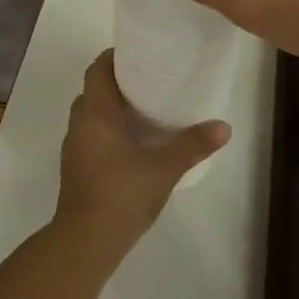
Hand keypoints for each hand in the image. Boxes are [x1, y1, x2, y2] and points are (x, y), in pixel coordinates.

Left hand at [55, 51, 228, 261]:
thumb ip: (192, 145)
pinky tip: (131, 144)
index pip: (98, 69)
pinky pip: (90, 137)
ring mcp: (74, 150)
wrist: (85, 244)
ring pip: (89, 115)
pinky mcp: (76, 171)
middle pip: (93, 90)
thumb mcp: (164, 168)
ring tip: (142, 110)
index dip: (114, 57)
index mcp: (96, 113)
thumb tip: (224, 126)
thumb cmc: (121, 195)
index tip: (139, 54)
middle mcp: (80, 125)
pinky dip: (106, 131)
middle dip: (116, 82)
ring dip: (110, 108)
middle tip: (148, 80)